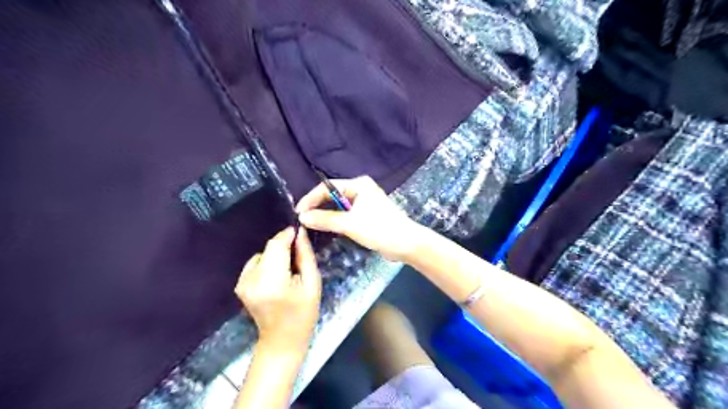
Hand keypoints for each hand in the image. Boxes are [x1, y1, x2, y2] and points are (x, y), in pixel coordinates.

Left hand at [237, 229, 319, 352]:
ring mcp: (242, 283)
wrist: (282, 339)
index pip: (276, 245)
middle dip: (284, 246)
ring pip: (263, 253)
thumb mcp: (312, 283)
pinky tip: (277, 276)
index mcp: (272, 281)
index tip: (300, 231)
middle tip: (299, 255)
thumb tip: (300, 232)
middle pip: (269, 248)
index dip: (288, 235)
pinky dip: (267, 263)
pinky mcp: (239, 285)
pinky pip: (256, 262)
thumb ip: (305, 256)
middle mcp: (251, 280)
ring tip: (288, 269)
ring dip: (276, 255)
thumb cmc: (303, 313)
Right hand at [296, 176, 421, 262]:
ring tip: (310, 224)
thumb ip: (325, 219)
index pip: (327, 187)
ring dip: (326, 214)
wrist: (406, 244)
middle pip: (332, 195)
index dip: (311, 199)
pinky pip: (346, 214)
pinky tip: (326, 227)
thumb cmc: (379, 229)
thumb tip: (302, 217)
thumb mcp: (350, 224)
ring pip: (338, 206)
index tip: (298, 212)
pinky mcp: (366, 214)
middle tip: (302, 220)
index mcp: (358, 184)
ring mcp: (364, 202)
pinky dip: (336, 219)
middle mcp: (360, 189)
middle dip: (317, 206)